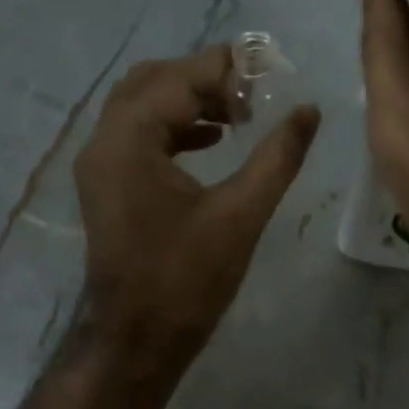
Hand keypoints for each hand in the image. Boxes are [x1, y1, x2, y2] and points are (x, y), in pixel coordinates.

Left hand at [74, 46, 320, 365]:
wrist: (138, 340)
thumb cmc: (187, 280)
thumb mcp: (241, 214)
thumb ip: (277, 156)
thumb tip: (309, 110)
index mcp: (129, 141)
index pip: (178, 79)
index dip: (226, 69)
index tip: (271, 73)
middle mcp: (103, 142)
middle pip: (152, 81)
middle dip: (204, 78)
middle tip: (253, 91)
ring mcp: (100, 165)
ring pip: (142, 106)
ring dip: (188, 100)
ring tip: (240, 113)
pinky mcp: (107, 186)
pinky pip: (138, 135)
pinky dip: (174, 126)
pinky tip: (212, 140)